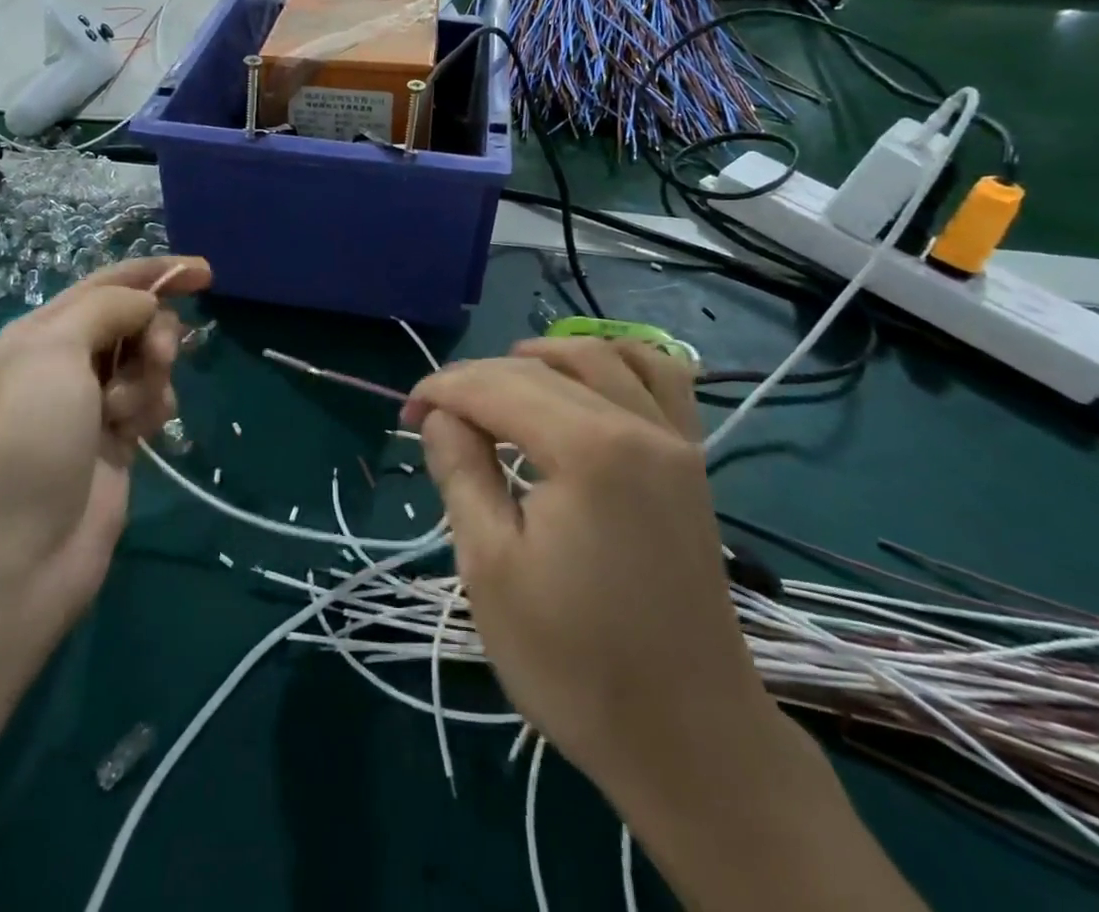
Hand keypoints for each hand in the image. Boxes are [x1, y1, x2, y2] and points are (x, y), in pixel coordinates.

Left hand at [0, 256, 210, 639]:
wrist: (19, 551)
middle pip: (133, 321)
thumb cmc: (29, 437)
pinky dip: (152, 408)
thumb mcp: (54, 351)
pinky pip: (151, 402)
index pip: (106, 284)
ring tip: (128, 413)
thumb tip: (145, 303)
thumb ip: (106, 308)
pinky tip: (140, 434)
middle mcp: (65, 363)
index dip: (155, 272)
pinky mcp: (115, 440)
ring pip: (148, 363)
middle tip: (159, 356)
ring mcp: (91, 404)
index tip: (206, 273)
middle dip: (155, 332)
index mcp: (40, 333)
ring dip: (151, 378)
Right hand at [402, 346, 777, 816]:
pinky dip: (616, 362)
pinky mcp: (691, 464)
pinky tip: (586, 380)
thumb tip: (440, 415)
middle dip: (478, 378)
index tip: (406, 414)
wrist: (689, 741)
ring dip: (543, 358)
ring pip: (601, 357)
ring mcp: (675, 441)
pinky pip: (662, 380)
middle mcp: (638, 425)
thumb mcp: (490, 567)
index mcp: (589, 450)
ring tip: (502, 386)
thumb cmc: (576, 662)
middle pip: (543, 369)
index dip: (442, 390)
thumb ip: (462, 472)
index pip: (497, 387)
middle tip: (434, 415)